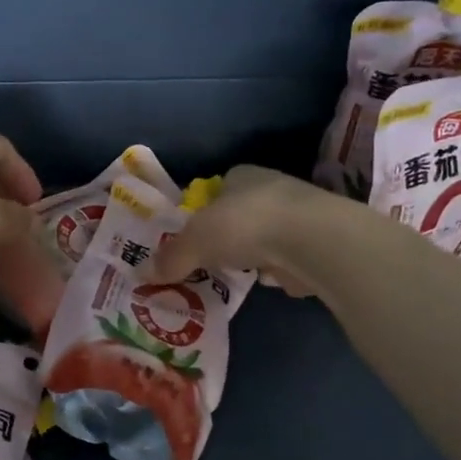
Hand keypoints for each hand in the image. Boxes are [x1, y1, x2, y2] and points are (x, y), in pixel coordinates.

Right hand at [150, 165, 339, 295]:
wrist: (313, 241)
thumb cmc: (246, 225)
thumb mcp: (195, 242)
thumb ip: (171, 257)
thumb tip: (143, 274)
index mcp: (241, 176)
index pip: (218, 188)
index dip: (204, 210)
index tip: (194, 236)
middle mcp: (272, 188)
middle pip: (241, 213)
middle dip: (229, 236)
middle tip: (210, 260)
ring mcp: (299, 215)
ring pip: (266, 236)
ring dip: (255, 254)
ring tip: (237, 276)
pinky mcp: (317, 244)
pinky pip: (288, 258)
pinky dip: (279, 270)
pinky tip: (270, 283)